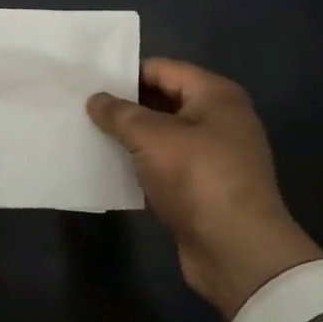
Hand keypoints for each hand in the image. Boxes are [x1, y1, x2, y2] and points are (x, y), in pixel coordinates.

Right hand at [87, 58, 322, 320]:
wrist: (237, 252)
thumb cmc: (197, 178)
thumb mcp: (151, 137)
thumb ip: (119, 113)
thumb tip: (96, 99)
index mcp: (215, 95)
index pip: (163, 69)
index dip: (126, 73)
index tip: (90, 81)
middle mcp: (220, 119)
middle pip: (164, 100)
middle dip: (127, 105)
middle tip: (85, 108)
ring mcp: (215, 155)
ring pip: (164, 135)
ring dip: (132, 137)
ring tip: (92, 135)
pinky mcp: (206, 188)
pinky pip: (167, 164)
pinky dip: (143, 164)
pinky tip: (113, 167)